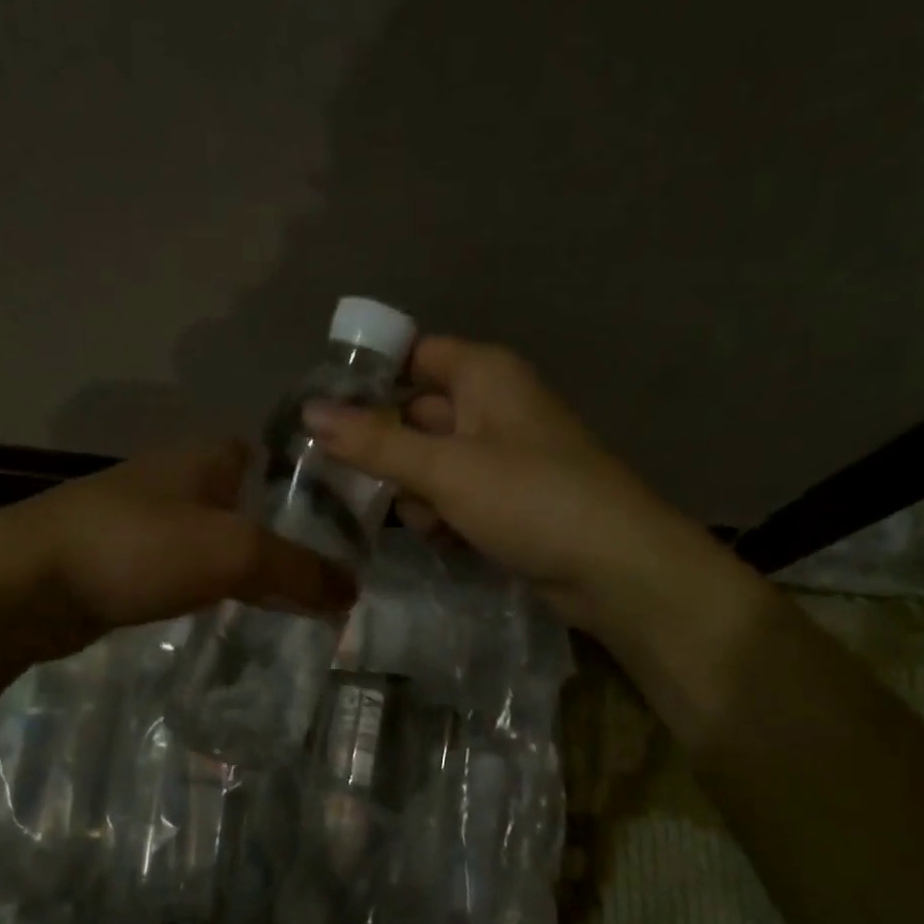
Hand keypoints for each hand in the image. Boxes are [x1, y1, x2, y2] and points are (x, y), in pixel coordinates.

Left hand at [2, 440, 357, 661]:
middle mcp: (176, 478)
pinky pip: (182, 570)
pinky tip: (226, 615)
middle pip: (247, 502)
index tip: (344, 527)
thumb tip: (353, 592)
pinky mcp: (120, 560)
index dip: (309, 487)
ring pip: (214, 538)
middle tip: (325, 576)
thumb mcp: (234, 552)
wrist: (27, 584)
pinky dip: (208, 588)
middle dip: (282, 535)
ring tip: (288, 603)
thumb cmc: (138, 547)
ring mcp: (143, 519)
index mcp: (206, 457)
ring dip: (245, 565)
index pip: (273, 458)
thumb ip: (299, 570)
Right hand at [301, 337, 694, 629]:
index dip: (370, 378)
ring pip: (430, 461)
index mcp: (484, 375)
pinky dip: (441, 514)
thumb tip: (309, 412)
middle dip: (383, 449)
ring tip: (418, 519)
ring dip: (413, 490)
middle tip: (335, 479)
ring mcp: (501, 455)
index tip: (322, 413)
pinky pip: (455, 495)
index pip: (413, 356)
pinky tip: (442, 538)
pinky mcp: (507, 499)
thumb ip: (375, 441)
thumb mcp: (444, 468)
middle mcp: (492, 406)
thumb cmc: (529, 498)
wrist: (614, 567)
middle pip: (416, 414)